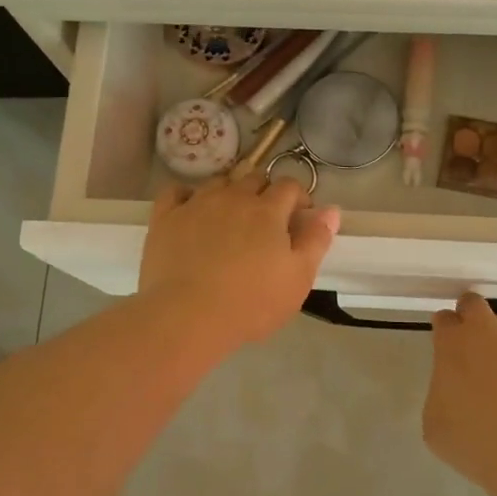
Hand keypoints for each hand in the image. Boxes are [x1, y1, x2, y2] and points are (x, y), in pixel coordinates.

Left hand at [138, 174, 340, 347]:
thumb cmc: (251, 303)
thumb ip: (316, 240)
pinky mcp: (166, 217)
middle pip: (254, 178)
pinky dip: (187, 196)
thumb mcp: (298, 278)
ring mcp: (196, 204)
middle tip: (266, 223)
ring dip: (230, 193)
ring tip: (230, 218)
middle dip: (265, 193)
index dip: (298, 198)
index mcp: (268, 210)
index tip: (299, 219)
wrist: (187, 317)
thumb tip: (330, 209)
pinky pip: (176, 191)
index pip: (289, 186)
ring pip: (218, 182)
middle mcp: (233, 197)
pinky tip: (191, 210)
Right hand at [424, 293, 496, 495]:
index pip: (444, 320)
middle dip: (476, 316)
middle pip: (474, 302)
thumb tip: (451, 388)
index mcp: (451, 344)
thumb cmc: (476, 444)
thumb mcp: (436, 425)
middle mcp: (485, 325)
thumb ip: (441, 394)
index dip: (448, 331)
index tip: (453, 345)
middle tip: (485, 342)